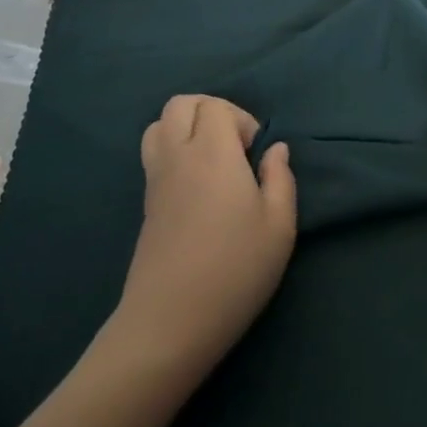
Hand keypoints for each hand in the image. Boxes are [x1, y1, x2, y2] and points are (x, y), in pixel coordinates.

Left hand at [112, 96, 295, 377]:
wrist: (170, 322)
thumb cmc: (235, 270)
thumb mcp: (279, 227)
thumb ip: (280, 179)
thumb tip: (275, 150)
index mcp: (212, 153)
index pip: (215, 106)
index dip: (240, 118)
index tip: (254, 154)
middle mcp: (177, 156)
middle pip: (180, 104)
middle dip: (209, 111)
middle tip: (234, 147)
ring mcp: (155, 179)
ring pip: (158, 126)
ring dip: (185, 128)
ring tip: (212, 161)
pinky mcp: (145, 203)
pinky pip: (153, 154)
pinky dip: (173, 151)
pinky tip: (197, 187)